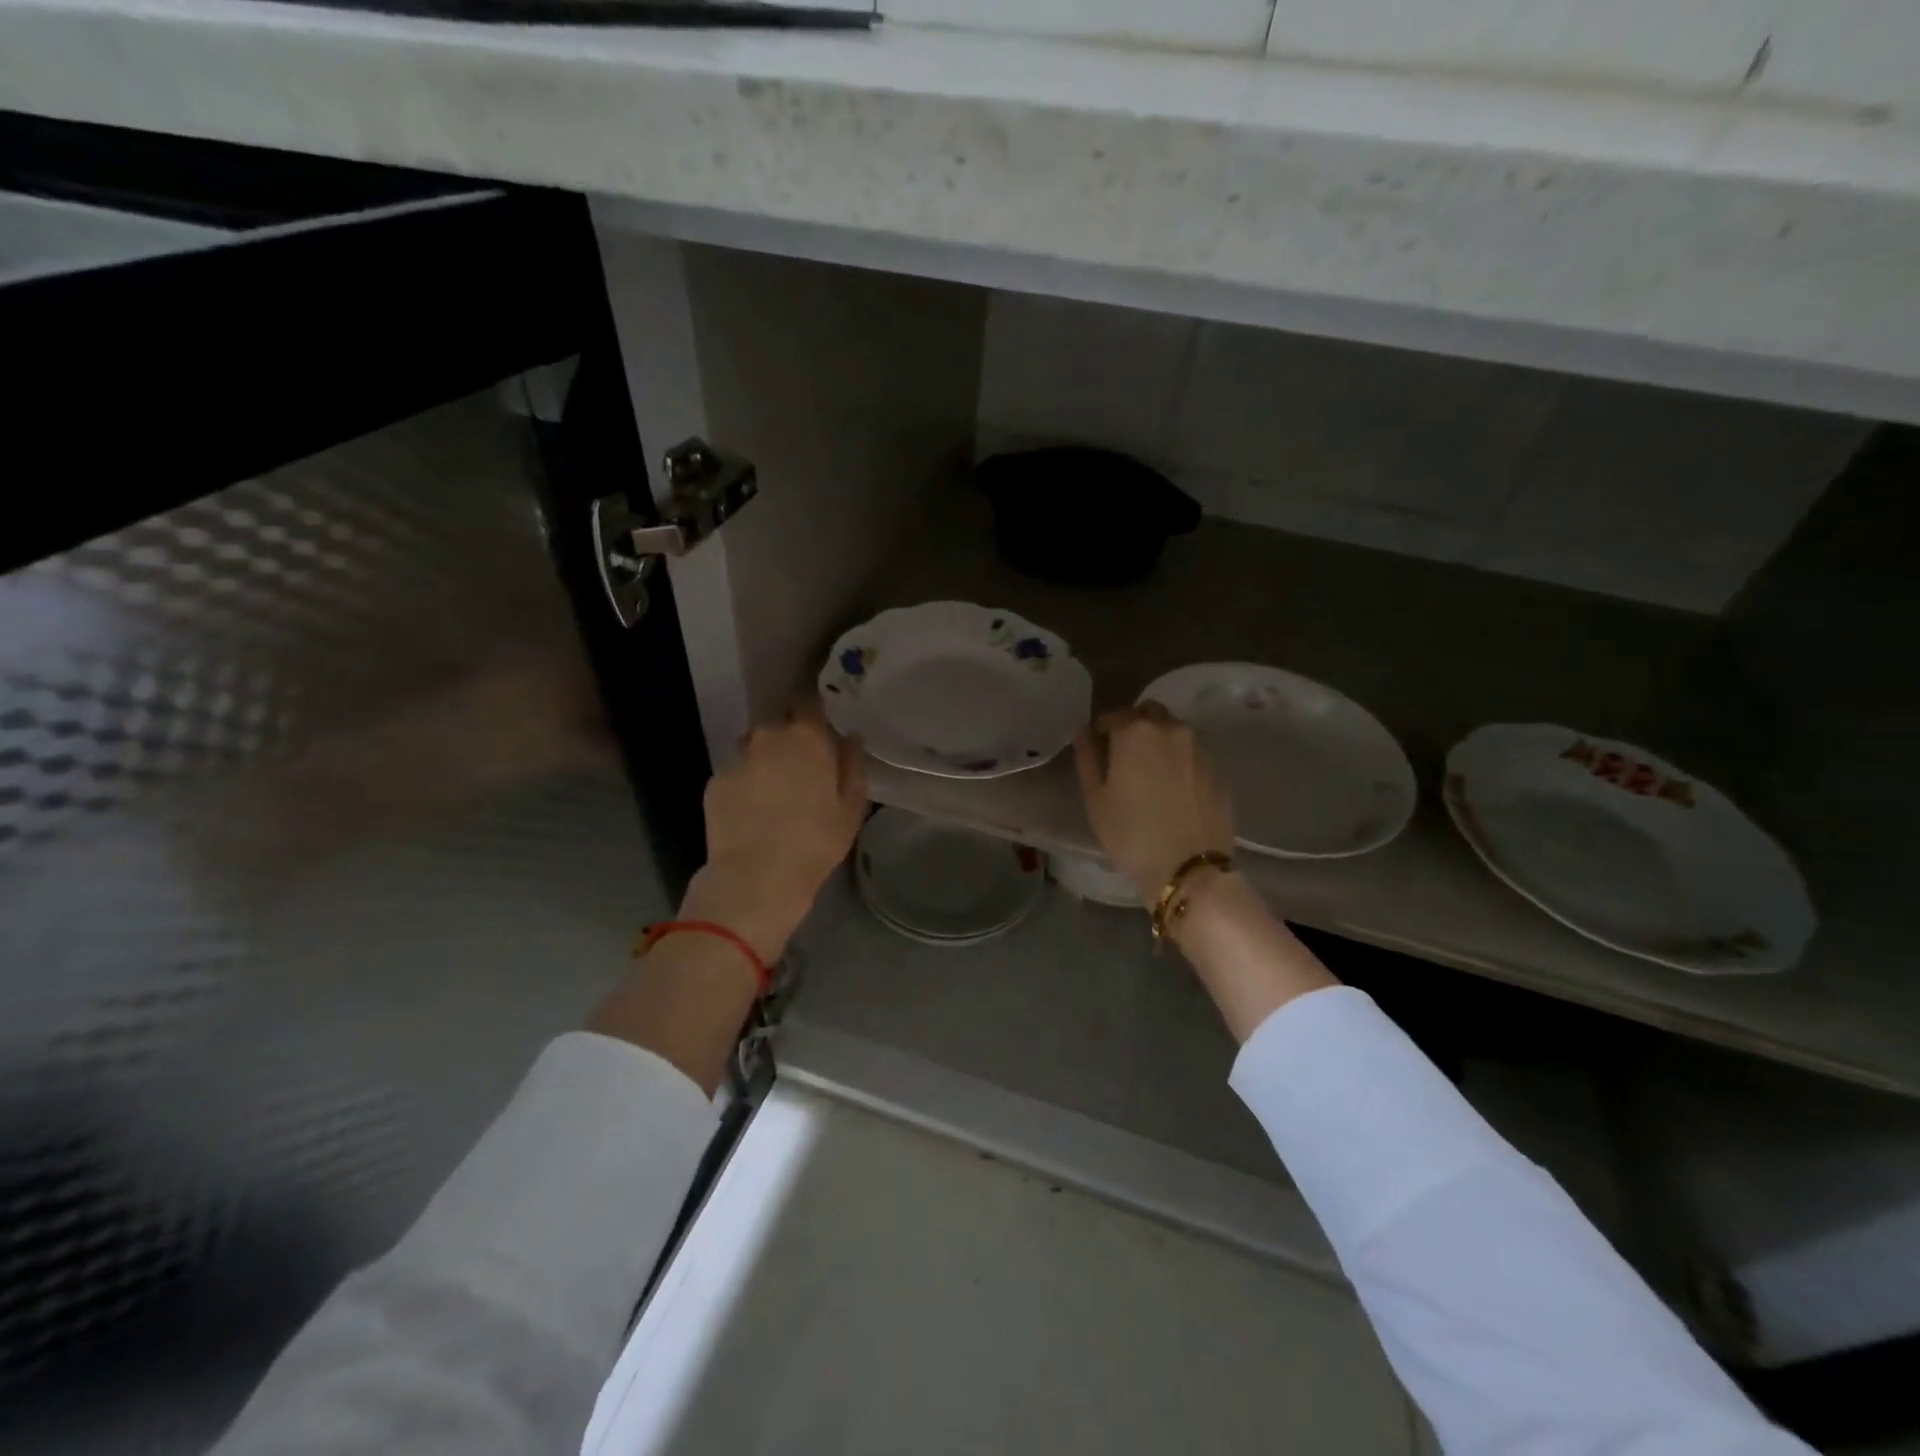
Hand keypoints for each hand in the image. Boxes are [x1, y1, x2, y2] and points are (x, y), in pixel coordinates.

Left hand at [682, 701, 867, 960]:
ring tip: (776, 791)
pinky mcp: (715, 781)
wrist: (756, 876)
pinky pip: (737, 772)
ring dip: (766, 758)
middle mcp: (767, 736)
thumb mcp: (851, 806)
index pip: (807, 700)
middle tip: (803, 768)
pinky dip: (747, 782)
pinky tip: (754, 809)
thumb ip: (853, 764)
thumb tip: (851, 737)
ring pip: (755, 746)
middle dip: (790, 738)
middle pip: (779, 724)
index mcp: (805, 736)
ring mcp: (737, 758)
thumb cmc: (815, 840)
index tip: (821, 727)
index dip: (814, 710)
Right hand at [1073, 702, 1234, 904]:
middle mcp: (1170, 728)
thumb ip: (1087, 757)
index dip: (1102, 731)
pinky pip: (1193, 751)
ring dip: (1159, 740)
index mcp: (1135, 731)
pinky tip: (1174, 788)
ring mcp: (1199, 747)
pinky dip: (1180, 758)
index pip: (1113, 715)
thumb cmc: (1131, 834)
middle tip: (1125, 758)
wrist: (1189, 868)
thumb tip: (1084, 731)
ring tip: (1151, 773)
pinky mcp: (1218, 768)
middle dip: (1135, 727)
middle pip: (1148, 713)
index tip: (1099, 751)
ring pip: (1174, 730)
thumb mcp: (1096, 799)